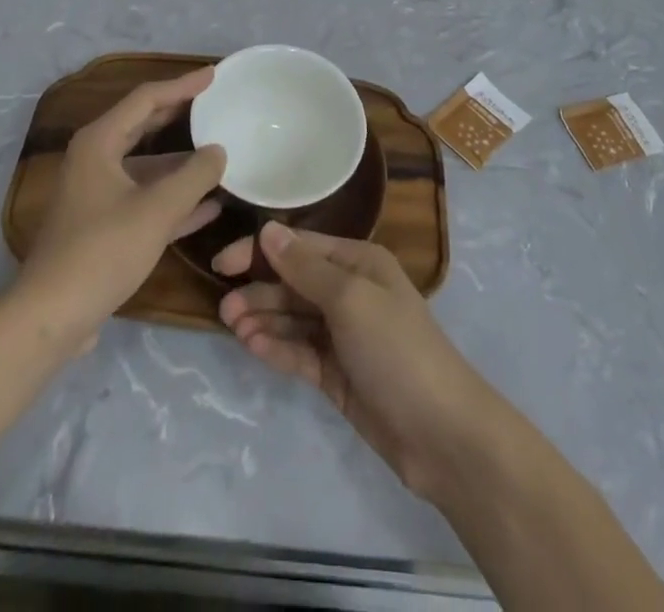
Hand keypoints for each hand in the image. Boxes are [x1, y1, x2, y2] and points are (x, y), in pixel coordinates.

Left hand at [15, 69, 225, 350]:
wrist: (51, 316)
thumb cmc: (103, 250)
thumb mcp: (157, 210)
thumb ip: (194, 176)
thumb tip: (219, 151)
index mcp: (99, 142)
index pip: (146, 98)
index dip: (182, 85)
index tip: (213, 75)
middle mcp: (95, 159)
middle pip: (144, 126)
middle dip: (181, 115)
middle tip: (216, 104)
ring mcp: (98, 193)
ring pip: (148, 166)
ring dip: (182, 163)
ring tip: (221, 154)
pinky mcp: (104, 225)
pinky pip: (145, 198)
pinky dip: (174, 197)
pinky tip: (210, 205)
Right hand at [216, 223, 498, 500]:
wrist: (441, 433)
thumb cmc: (397, 349)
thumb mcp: (350, 299)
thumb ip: (305, 267)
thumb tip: (268, 230)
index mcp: (359, 262)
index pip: (301, 247)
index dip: (260, 252)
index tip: (222, 263)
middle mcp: (350, 292)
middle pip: (294, 283)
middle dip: (260, 291)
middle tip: (224, 309)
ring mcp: (344, 335)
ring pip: (293, 318)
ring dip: (264, 319)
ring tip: (233, 327)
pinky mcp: (338, 374)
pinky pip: (300, 351)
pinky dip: (277, 347)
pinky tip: (253, 346)